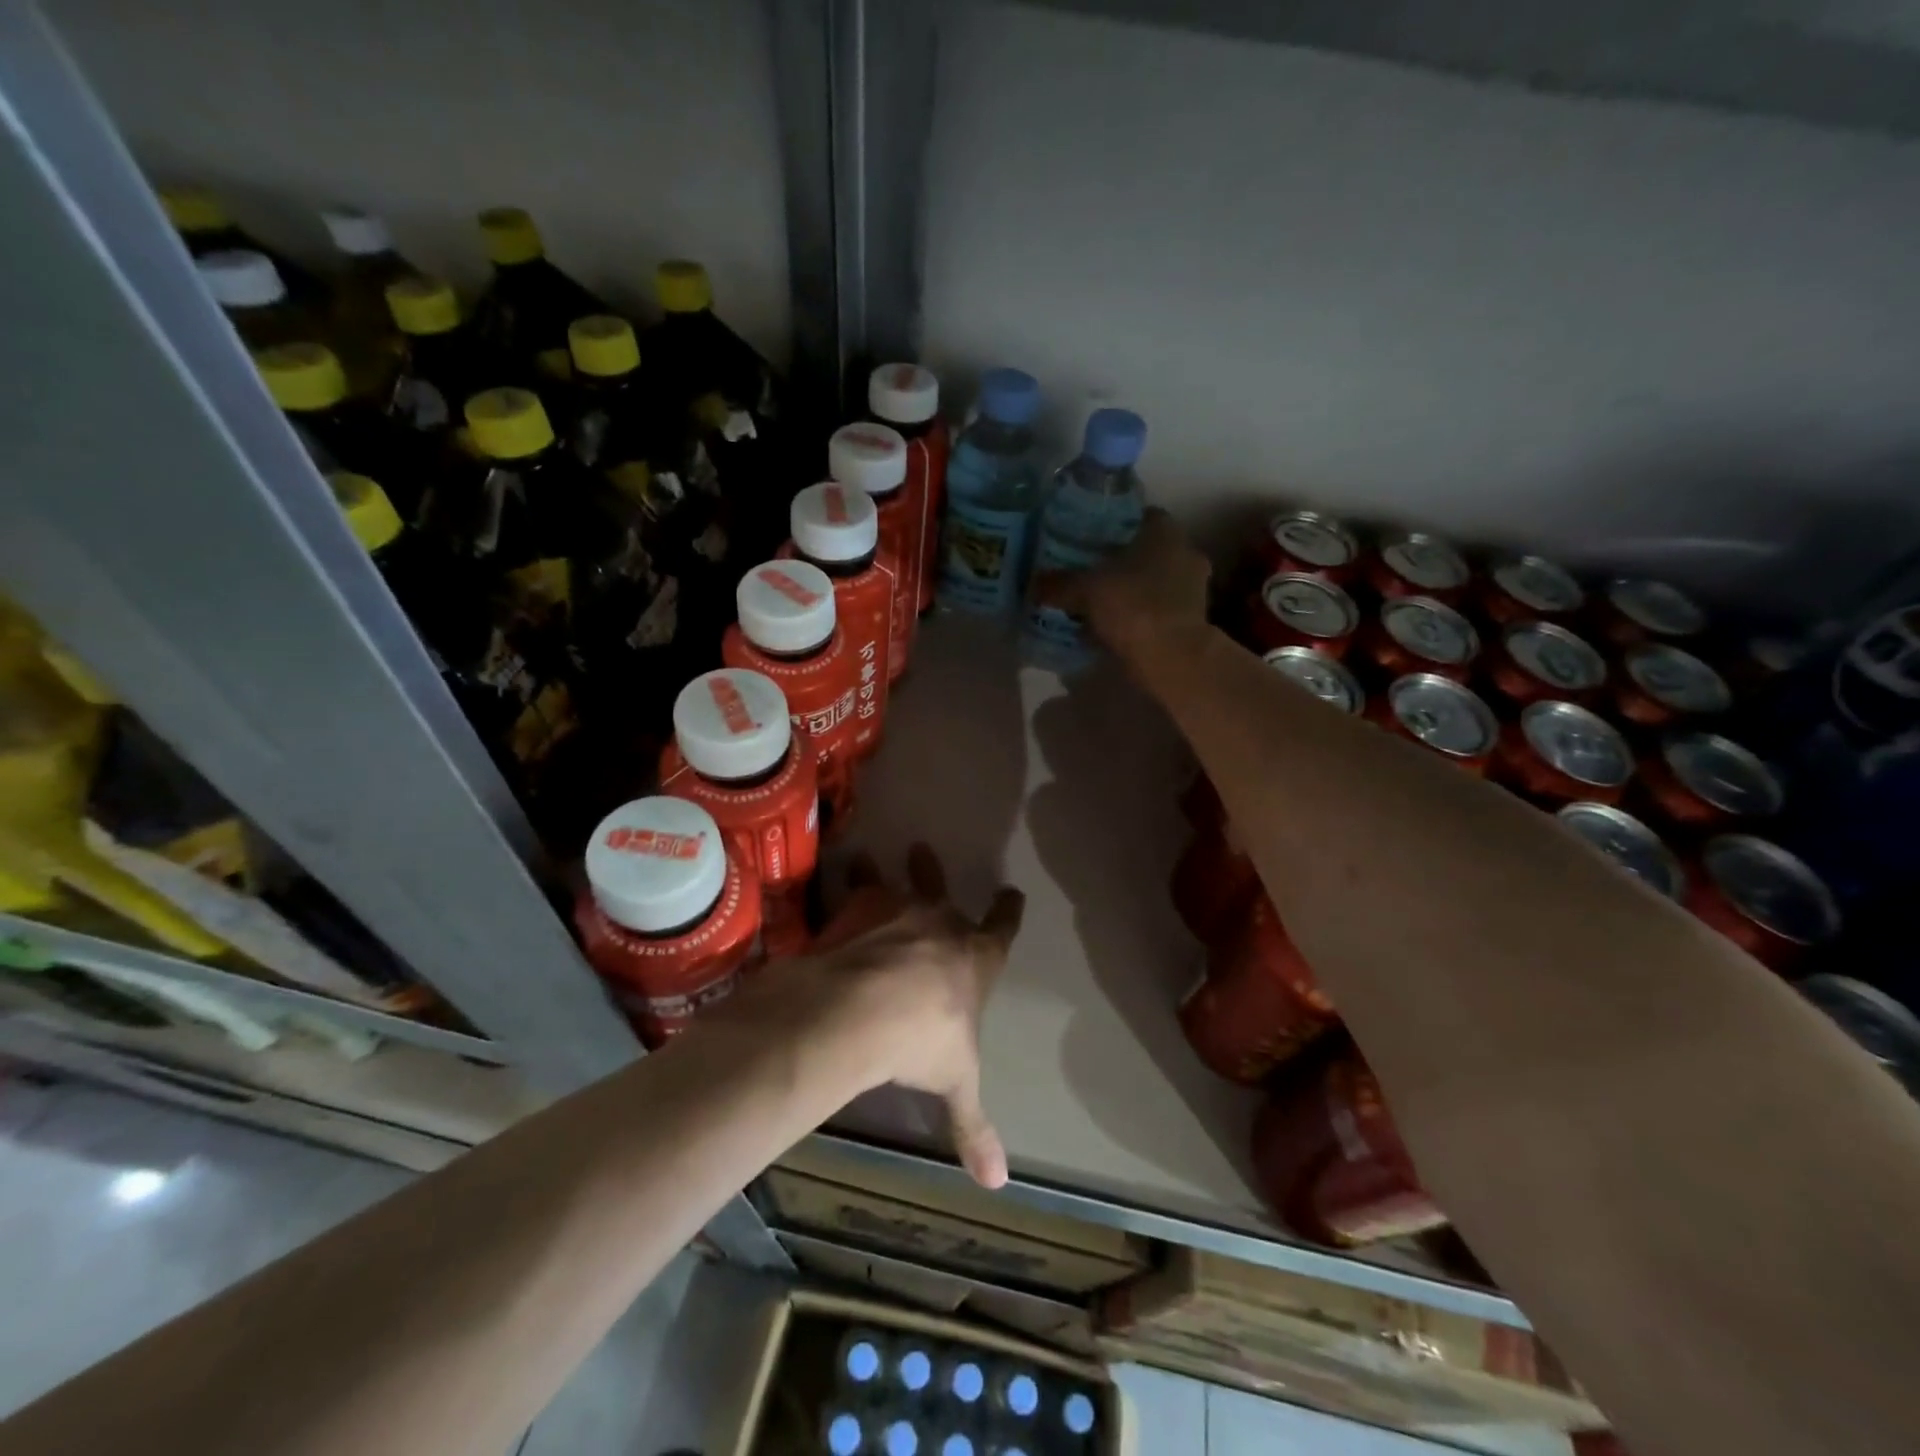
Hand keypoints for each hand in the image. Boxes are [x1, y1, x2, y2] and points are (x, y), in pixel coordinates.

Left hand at [805, 846, 1024, 1188]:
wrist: (864, 1008)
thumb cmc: (923, 1041)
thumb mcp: (955, 1085)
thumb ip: (973, 1127)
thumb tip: (999, 1184)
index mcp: (975, 958)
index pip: (1002, 927)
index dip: (1008, 911)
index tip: (1013, 893)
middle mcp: (940, 923)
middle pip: (943, 891)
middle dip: (935, 873)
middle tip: (925, 851)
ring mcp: (898, 909)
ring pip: (896, 880)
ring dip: (885, 870)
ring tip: (868, 856)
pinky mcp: (857, 907)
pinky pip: (850, 889)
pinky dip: (842, 884)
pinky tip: (829, 878)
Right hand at [1035, 507, 1210, 665]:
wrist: (1172, 657)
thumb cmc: (1132, 606)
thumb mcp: (1084, 590)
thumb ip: (1058, 584)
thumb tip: (1034, 584)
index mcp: (1165, 532)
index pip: (1140, 516)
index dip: (1115, 525)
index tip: (1091, 538)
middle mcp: (1185, 553)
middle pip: (1148, 550)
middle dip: (1122, 561)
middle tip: (1090, 571)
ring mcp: (1194, 589)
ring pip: (1155, 581)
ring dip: (1132, 590)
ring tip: (1099, 602)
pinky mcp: (1192, 620)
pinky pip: (1159, 609)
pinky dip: (1140, 615)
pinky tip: (1115, 627)